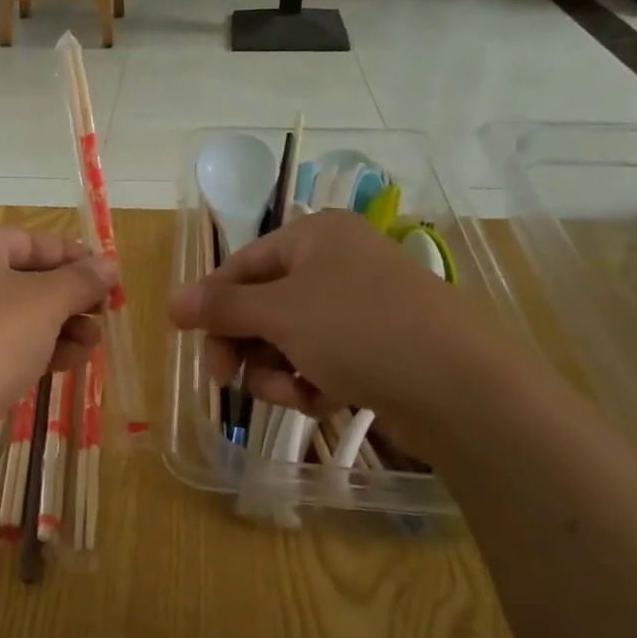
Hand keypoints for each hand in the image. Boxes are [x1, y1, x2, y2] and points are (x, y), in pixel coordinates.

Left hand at [0, 226, 116, 430]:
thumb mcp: (46, 302)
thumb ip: (82, 279)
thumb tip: (109, 263)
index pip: (35, 241)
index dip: (76, 258)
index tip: (112, 279)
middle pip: (28, 278)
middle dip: (71, 298)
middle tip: (106, 316)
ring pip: (20, 314)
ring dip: (61, 326)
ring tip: (93, 345)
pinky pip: (5, 343)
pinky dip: (38, 348)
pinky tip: (70, 363)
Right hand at [168, 212, 503, 454]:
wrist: (464, 389)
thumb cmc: (360, 330)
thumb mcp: (280, 312)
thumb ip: (221, 307)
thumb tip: (172, 301)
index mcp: (315, 236)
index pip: (242, 264)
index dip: (211, 301)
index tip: (187, 338)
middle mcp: (337, 264)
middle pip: (263, 304)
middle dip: (244, 344)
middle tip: (224, 378)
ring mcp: (360, 308)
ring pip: (288, 338)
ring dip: (276, 370)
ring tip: (292, 393)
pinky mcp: (378, 348)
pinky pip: (321, 360)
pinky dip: (311, 382)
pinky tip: (321, 401)